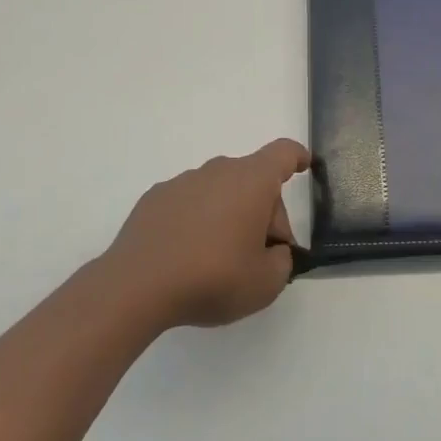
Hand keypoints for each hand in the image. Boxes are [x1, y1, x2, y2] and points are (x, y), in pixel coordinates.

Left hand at [100, 139, 308, 330]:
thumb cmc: (212, 278)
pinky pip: (189, 203)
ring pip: (220, 191)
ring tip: (220, 260)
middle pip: (253, 179)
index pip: (283, 153)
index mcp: (251, 181)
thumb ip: (282, 262)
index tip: (304, 165)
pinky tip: (187, 256)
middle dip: (264, 211)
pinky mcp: (154, 199)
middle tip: (261, 255)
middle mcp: (218, 171)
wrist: (136, 286)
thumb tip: (273, 251)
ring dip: (229, 215)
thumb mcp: (266, 283)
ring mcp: (182, 182)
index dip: (297, 157)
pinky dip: (196, 221)